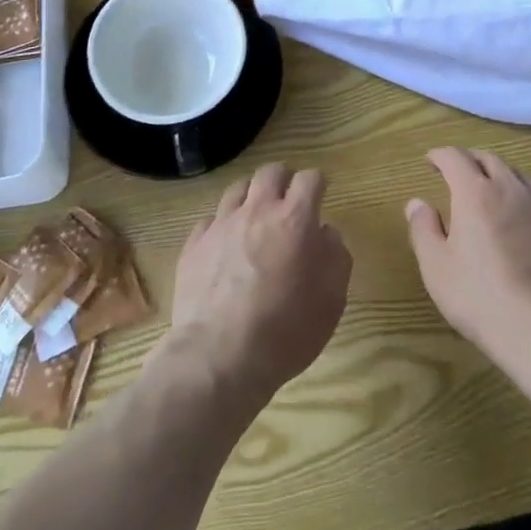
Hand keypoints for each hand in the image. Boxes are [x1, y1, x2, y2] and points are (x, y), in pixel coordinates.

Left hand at [167, 163, 352, 408]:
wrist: (219, 357)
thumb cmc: (286, 330)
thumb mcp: (332, 301)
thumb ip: (336, 257)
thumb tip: (326, 233)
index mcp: (295, 219)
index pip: (310, 178)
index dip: (317, 184)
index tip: (320, 196)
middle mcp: (257, 210)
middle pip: (270, 172)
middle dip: (283, 180)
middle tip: (288, 201)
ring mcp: (222, 224)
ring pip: (238, 188)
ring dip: (251, 196)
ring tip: (255, 218)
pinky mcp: (194, 244)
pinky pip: (210, 220)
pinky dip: (222, 226)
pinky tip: (225, 246)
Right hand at [406, 147, 530, 368]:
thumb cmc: (481, 297)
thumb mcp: (436, 267)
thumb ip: (424, 229)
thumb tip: (417, 203)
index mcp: (475, 192)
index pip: (455, 157)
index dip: (440, 155)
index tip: (431, 161)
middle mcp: (511, 188)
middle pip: (489, 159)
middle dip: (470, 161)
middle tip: (459, 173)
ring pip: (519, 176)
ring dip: (501, 176)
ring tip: (493, 192)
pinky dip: (526, 199)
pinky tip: (525, 219)